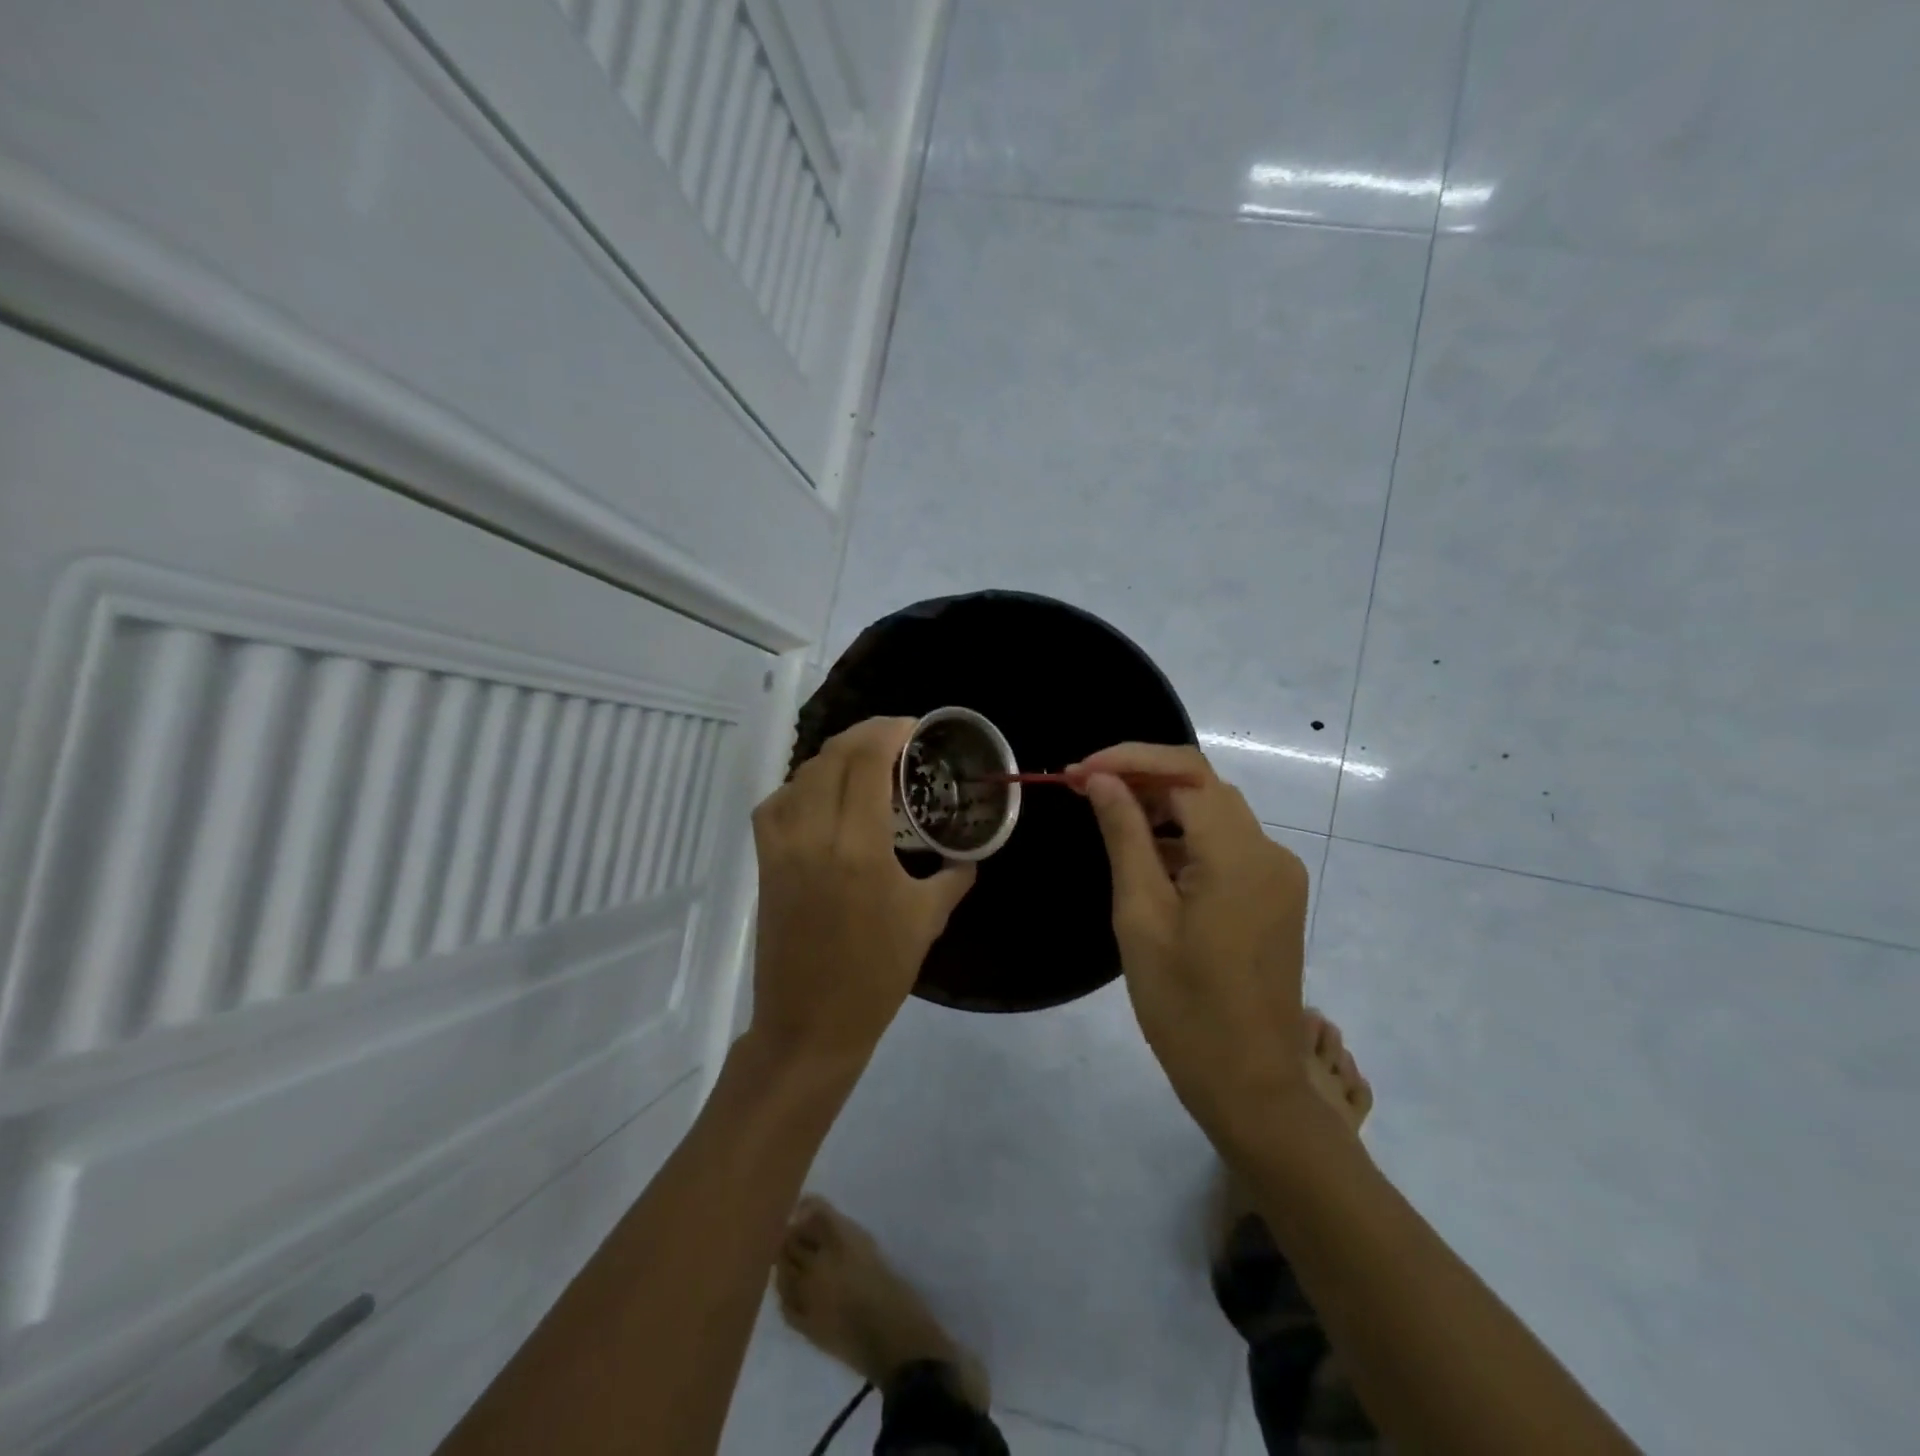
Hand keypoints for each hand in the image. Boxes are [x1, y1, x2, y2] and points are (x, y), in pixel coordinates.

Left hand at [750, 717, 975, 1067]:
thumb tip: (968, 853)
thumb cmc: (876, 975)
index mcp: (858, 848)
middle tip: (895, 739)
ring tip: (863, 763)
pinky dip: (800, 786)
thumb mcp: (927, 921)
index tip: (914, 727)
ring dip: (834, 757)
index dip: (888, 731)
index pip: (866, 761)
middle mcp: (813, 835)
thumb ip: (953, 876)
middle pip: (832, 757)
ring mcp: (782, 848)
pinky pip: (776, 804)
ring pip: (801, 775)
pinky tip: (822, 797)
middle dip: (865, 735)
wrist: (811, 1024)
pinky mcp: (765, 863)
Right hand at [1069, 743, 1312, 1142]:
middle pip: (1202, 787)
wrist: (1251, 1085)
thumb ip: (1124, 836)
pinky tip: (1146, 855)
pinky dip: (1183, 837)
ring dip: (1161, 806)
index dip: (1129, 759)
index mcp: (1238, 855)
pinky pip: (1226, 846)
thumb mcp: (1141, 917)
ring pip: (1214, 814)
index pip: (1186, 772)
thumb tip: (1100, 780)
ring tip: (1105, 816)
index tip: (1078, 772)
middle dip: (1141, 778)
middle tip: (1082, 790)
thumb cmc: (1185, 1007)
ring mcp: (1278, 875)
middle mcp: (1269, 852)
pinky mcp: (1275, 896)